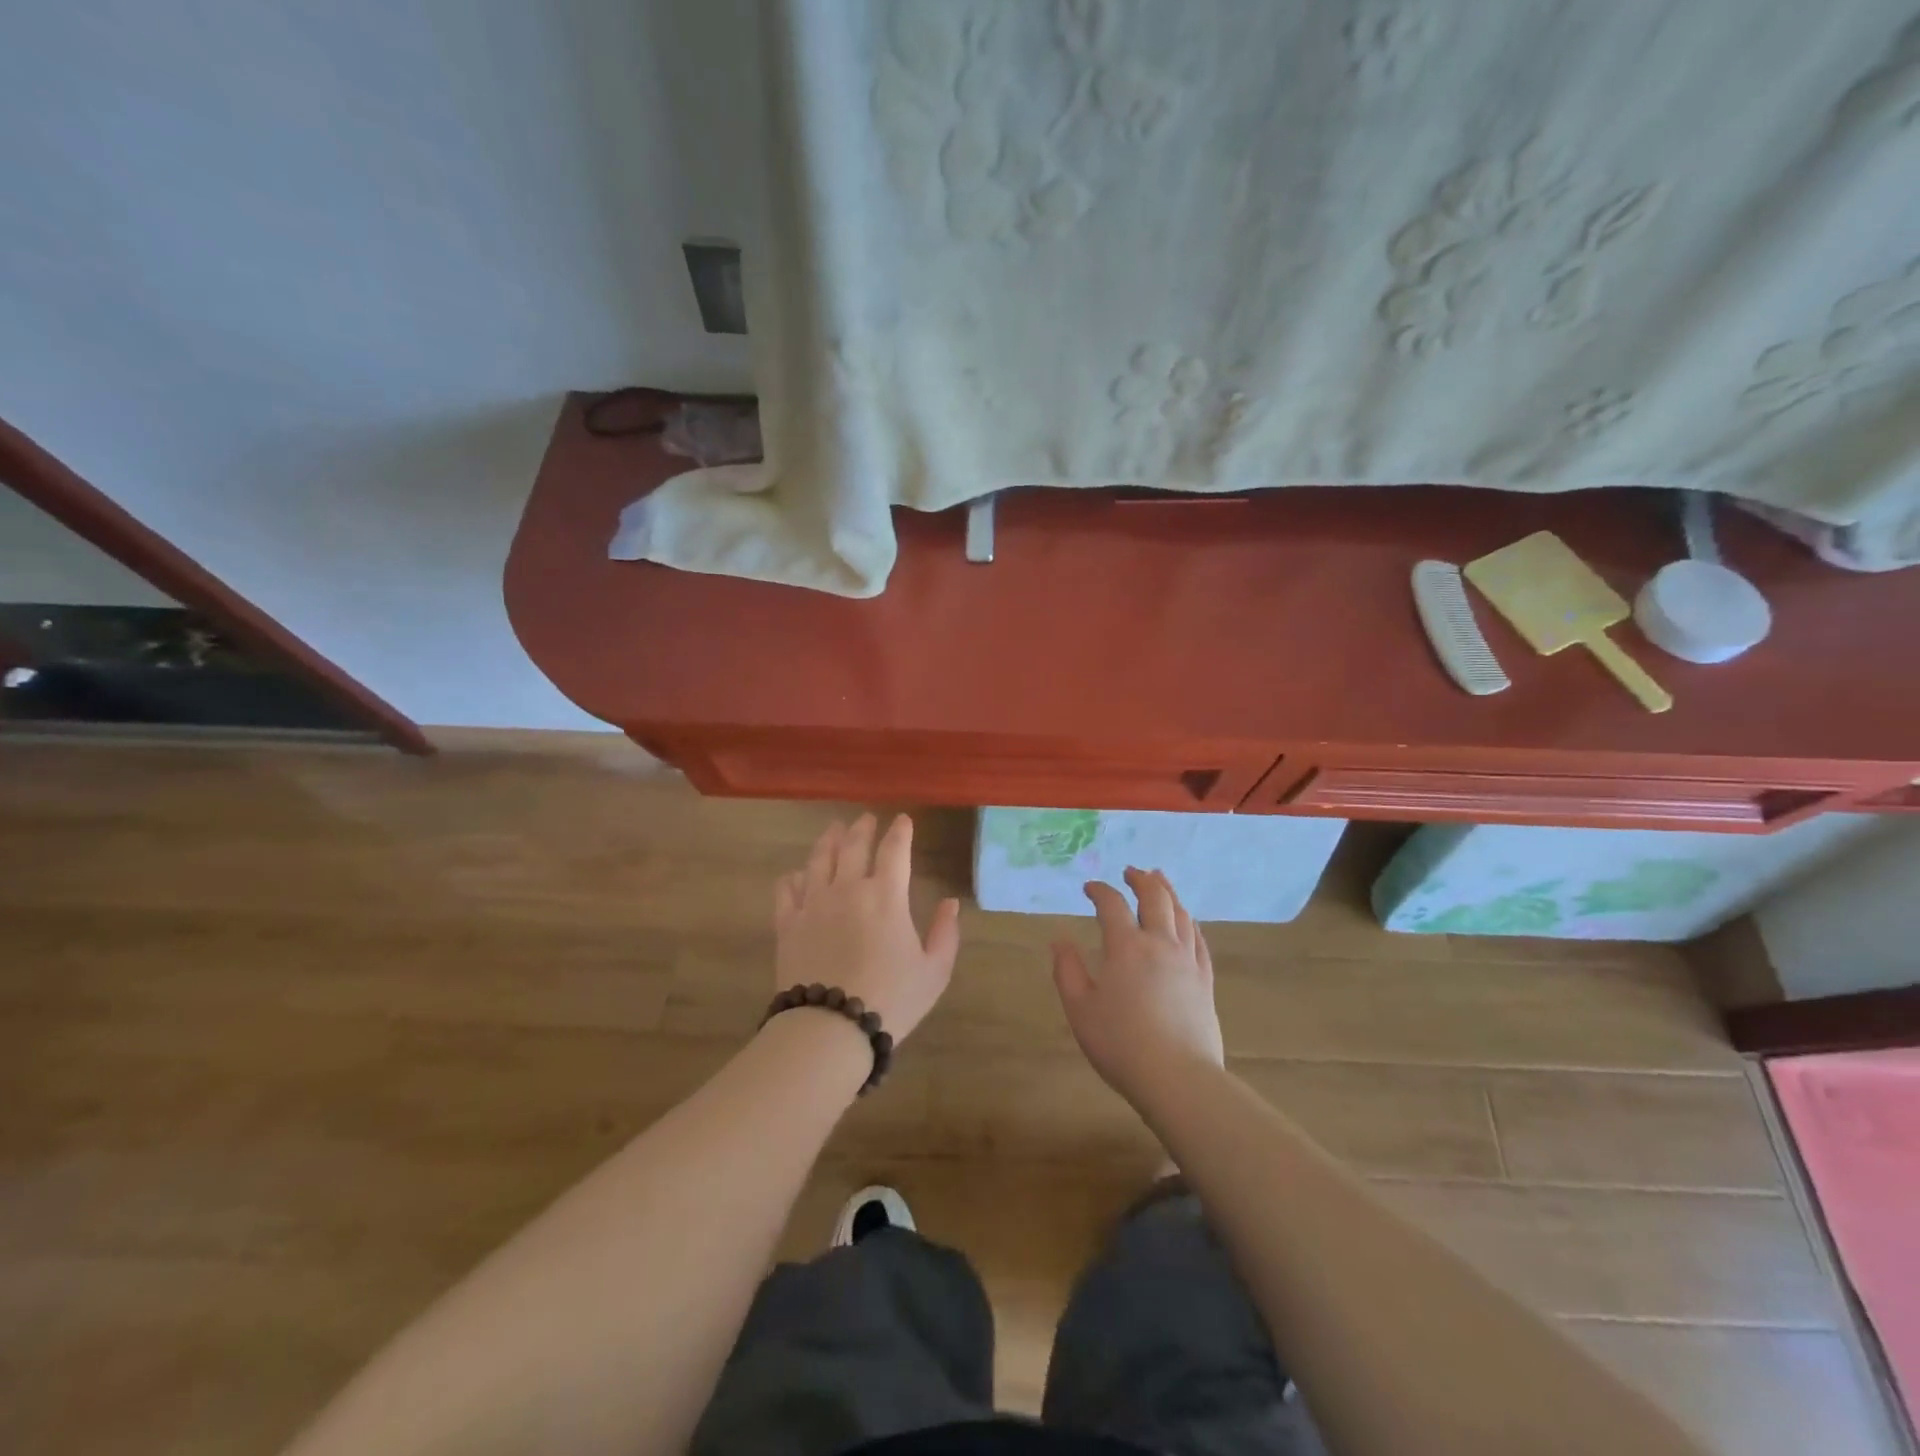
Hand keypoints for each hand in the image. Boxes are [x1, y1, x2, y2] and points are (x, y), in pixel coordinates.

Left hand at [773, 814, 961, 1044]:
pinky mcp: (788, 924)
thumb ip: (945, 933)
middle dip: (862, 828)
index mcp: (886, 896)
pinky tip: (797, 874)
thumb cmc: (891, 999)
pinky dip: (793, 877)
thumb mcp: (934, 971)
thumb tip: (950, 903)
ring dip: (828, 840)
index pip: (895, 850)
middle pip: (853, 846)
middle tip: (866, 818)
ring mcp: (814, 904)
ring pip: (819, 859)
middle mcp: (848, 889)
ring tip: (833, 829)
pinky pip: (787, 889)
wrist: (830, 1027)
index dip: (900, 831)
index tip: (903, 820)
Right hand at [1051, 867, 1224, 1102]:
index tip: (1089, 888)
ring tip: (1160, 880)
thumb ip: (1067, 970)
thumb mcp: (1080, 1009)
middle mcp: (1160, 943)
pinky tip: (1187, 921)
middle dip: (1141, 879)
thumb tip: (1059, 939)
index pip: (1112, 905)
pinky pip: (1199, 939)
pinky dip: (1189, 922)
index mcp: (1126, 947)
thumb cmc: (1120, 1044)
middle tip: (1131, 871)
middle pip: (1155, 898)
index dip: (1100, 891)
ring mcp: (1187, 960)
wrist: (1178, 1078)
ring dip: (1168, 891)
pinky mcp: (1205, 980)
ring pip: (1181, 913)